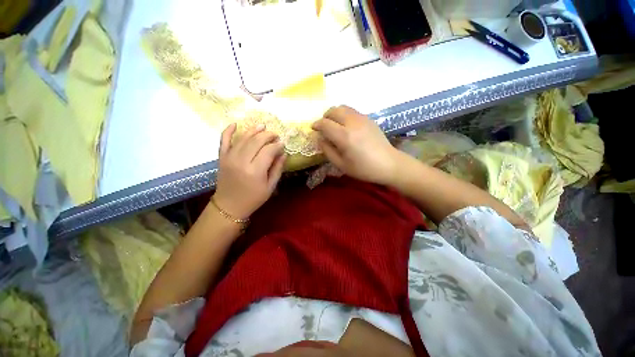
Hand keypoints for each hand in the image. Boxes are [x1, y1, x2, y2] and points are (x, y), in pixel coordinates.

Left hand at [213, 123, 285, 218]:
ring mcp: (229, 158)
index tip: (283, 144)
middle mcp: (241, 161)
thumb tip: (284, 154)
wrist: (229, 206)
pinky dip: (228, 130)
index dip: (277, 145)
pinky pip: (223, 140)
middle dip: (268, 135)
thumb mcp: (270, 187)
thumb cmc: (253, 199)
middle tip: (275, 134)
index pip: (268, 150)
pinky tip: (235, 124)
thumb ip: (277, 169)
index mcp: (255, 171)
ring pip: (243, 138)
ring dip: (254, 130)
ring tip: (263, 126)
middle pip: (256, 141)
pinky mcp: (222, 157)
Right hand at [312, 106, 401, 185]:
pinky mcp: (369, 119)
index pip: (325, 123)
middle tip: (323, 126)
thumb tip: (320, 139)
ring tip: (334, 124)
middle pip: (334, 110)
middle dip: (325, 116)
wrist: (389, 164)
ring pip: (343, 107)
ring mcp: (362, 119)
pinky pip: (352, 111)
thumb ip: (328, 150)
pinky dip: (344, 115)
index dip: (317, 125)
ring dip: (335, 113)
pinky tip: (346, 126)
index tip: (313, 128)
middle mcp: (352, 123)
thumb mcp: (341, 165)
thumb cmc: (364, 168)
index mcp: (344, 136)